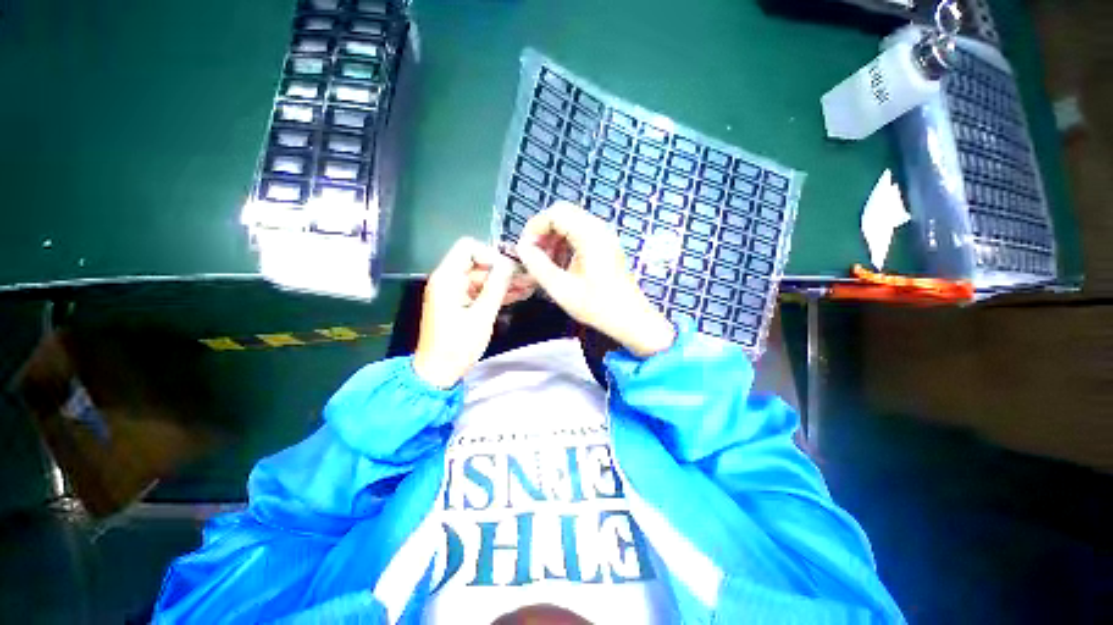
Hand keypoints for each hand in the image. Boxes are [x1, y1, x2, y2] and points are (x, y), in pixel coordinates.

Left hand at [413, 238, 513, 387]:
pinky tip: (519, 295)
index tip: (508, 270)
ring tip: (530, 286)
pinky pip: (481, 291)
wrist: (438, 372)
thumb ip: (496, 287)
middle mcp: (449, 280)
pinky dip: (497, 293)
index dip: (490, 254)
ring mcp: (455, 292)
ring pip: (483, 278)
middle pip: (479, 264)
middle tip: (528, 278)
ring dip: (505, 282)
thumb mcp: (482, 315)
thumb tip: (509, 264)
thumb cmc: (458, 345)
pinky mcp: (461, 303)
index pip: (468, 248)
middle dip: (504, 270)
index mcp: (448, 278)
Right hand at [516, 201, 675, 357]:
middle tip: (534, 255)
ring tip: (546, 262)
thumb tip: (522, 247)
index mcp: (590, 235)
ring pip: (571, 223)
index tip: (525, 249)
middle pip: (563, 214)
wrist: (630, 318)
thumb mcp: (562, 289)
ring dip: (554, 238)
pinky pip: (580, 234)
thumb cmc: (597, 306)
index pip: (555, 213)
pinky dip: (565, 243)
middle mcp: (599, 228)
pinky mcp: (606, 245)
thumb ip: (538, 265)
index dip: (535, 228)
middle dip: (543, 231)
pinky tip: (561, 264)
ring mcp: (604, 236)